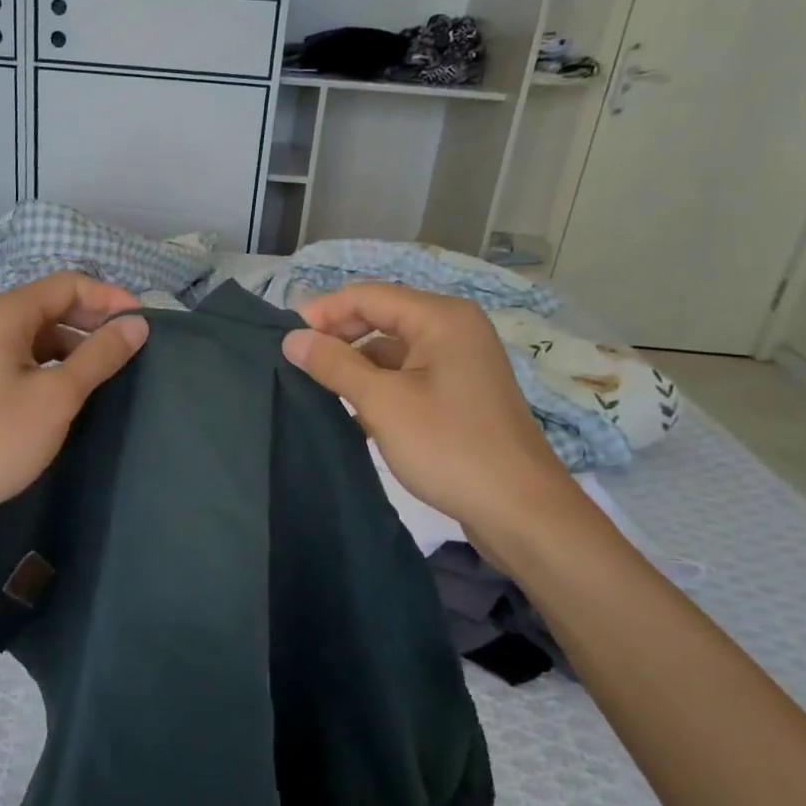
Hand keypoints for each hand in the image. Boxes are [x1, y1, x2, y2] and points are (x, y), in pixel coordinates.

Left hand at [0, 272, 149, 533]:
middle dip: (93, 319)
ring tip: (110, 367)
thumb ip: (100, 355)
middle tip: (132, 345)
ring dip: (75, 342)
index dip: (109, 297)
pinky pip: (22, 353)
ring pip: (37, 331)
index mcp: (2, 313)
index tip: (143, 322)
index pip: (66, 284)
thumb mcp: (58, 395)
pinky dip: (52, 360)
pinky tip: (73, 385)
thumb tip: (137, 324)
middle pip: (50, 303)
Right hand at [281, 282, 582, 546]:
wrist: (520, 510)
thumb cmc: (449, 446)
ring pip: (393, 350)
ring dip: (356, 366)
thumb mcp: (383, 403)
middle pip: (382, 317)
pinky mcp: (459, 393)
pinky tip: (353, 413)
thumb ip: (334, 365)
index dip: (324, 311)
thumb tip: (292, 338)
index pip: (368, 295)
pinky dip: (379, 387)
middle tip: (298, 364)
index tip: (285, 339)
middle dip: (339, 337)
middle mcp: (454, 329)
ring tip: (318, 390)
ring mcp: (460, 362)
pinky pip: (408, 375)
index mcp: (441, 318)